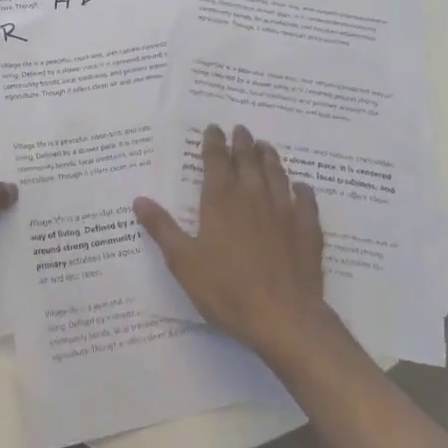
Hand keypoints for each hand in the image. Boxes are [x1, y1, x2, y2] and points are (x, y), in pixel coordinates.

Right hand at [135, 124, 332, 362]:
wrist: (284, 318)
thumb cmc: (227, 290)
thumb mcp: (184, 262)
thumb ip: (162, 228)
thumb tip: (139, 199)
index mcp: (221, 201)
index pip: (216, 161)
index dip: (214, 142)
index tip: (214, 128)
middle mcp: (253, 197)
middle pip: (248, 161)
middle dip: (242, 143)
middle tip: (241, 129)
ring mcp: (284, 212)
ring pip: (276, 175)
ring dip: (270, 158)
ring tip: (265, 146)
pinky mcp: (307, 231)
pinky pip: (306, 202)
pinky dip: (303, 190)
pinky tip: (302, 187)